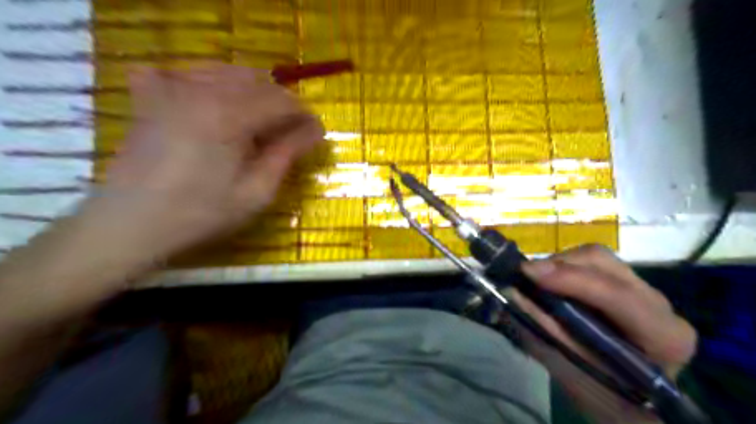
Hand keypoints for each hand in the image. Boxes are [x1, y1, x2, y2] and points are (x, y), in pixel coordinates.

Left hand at [84, 64, 325, 258]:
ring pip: (227, 72)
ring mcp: (172, 88)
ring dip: (254, 91)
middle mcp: (201, 90)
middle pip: (258, 81)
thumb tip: (315, 130)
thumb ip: (287, 154)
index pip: (281, 101)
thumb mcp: (257, 191)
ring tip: (262, 119)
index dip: (304, 115)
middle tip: (291, 131)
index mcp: (230, 115)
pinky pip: (188, 71)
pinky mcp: (152, 96)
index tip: (316, 133)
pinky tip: (216, 100)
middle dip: (282, 103)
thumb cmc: (202, 213)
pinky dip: (211, 80)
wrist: (132, 223)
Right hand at [508, 244, 696, 420]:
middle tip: (524, 278)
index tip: (527, 274)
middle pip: (602, 262)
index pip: (617, 295)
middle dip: (557, 266)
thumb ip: (545, 335)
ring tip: (534, 283)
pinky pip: (589, 264)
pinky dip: (561, 269)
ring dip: (557, 265)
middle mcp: (658, 304)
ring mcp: (643, 289)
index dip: (570, 279)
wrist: (637, 404)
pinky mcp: (624, 284)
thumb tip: (511, 296)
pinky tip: (548, 285)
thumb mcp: (575, 377)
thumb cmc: (611, 400)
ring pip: (594, 257)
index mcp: (663, 336)